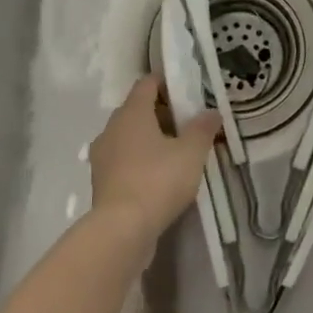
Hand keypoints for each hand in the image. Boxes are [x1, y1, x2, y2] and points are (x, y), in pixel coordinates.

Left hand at [88, 76, 220, 248]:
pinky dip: (139, 161)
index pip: (147, 84)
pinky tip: (158, 177)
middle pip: (137, 110)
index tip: (187, 93)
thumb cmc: (158, 180)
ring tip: (175, 153)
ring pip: (128, 136)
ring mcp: (102, 156)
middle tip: (187, 125)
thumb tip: (211, 112)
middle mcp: (111, 128)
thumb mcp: (191, 153)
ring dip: (149, 139)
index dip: (167, 83)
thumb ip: (202, 129)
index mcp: (131, 113)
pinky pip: (123, 160)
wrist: (121, 229)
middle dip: (161, 113)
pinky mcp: (101, 181)